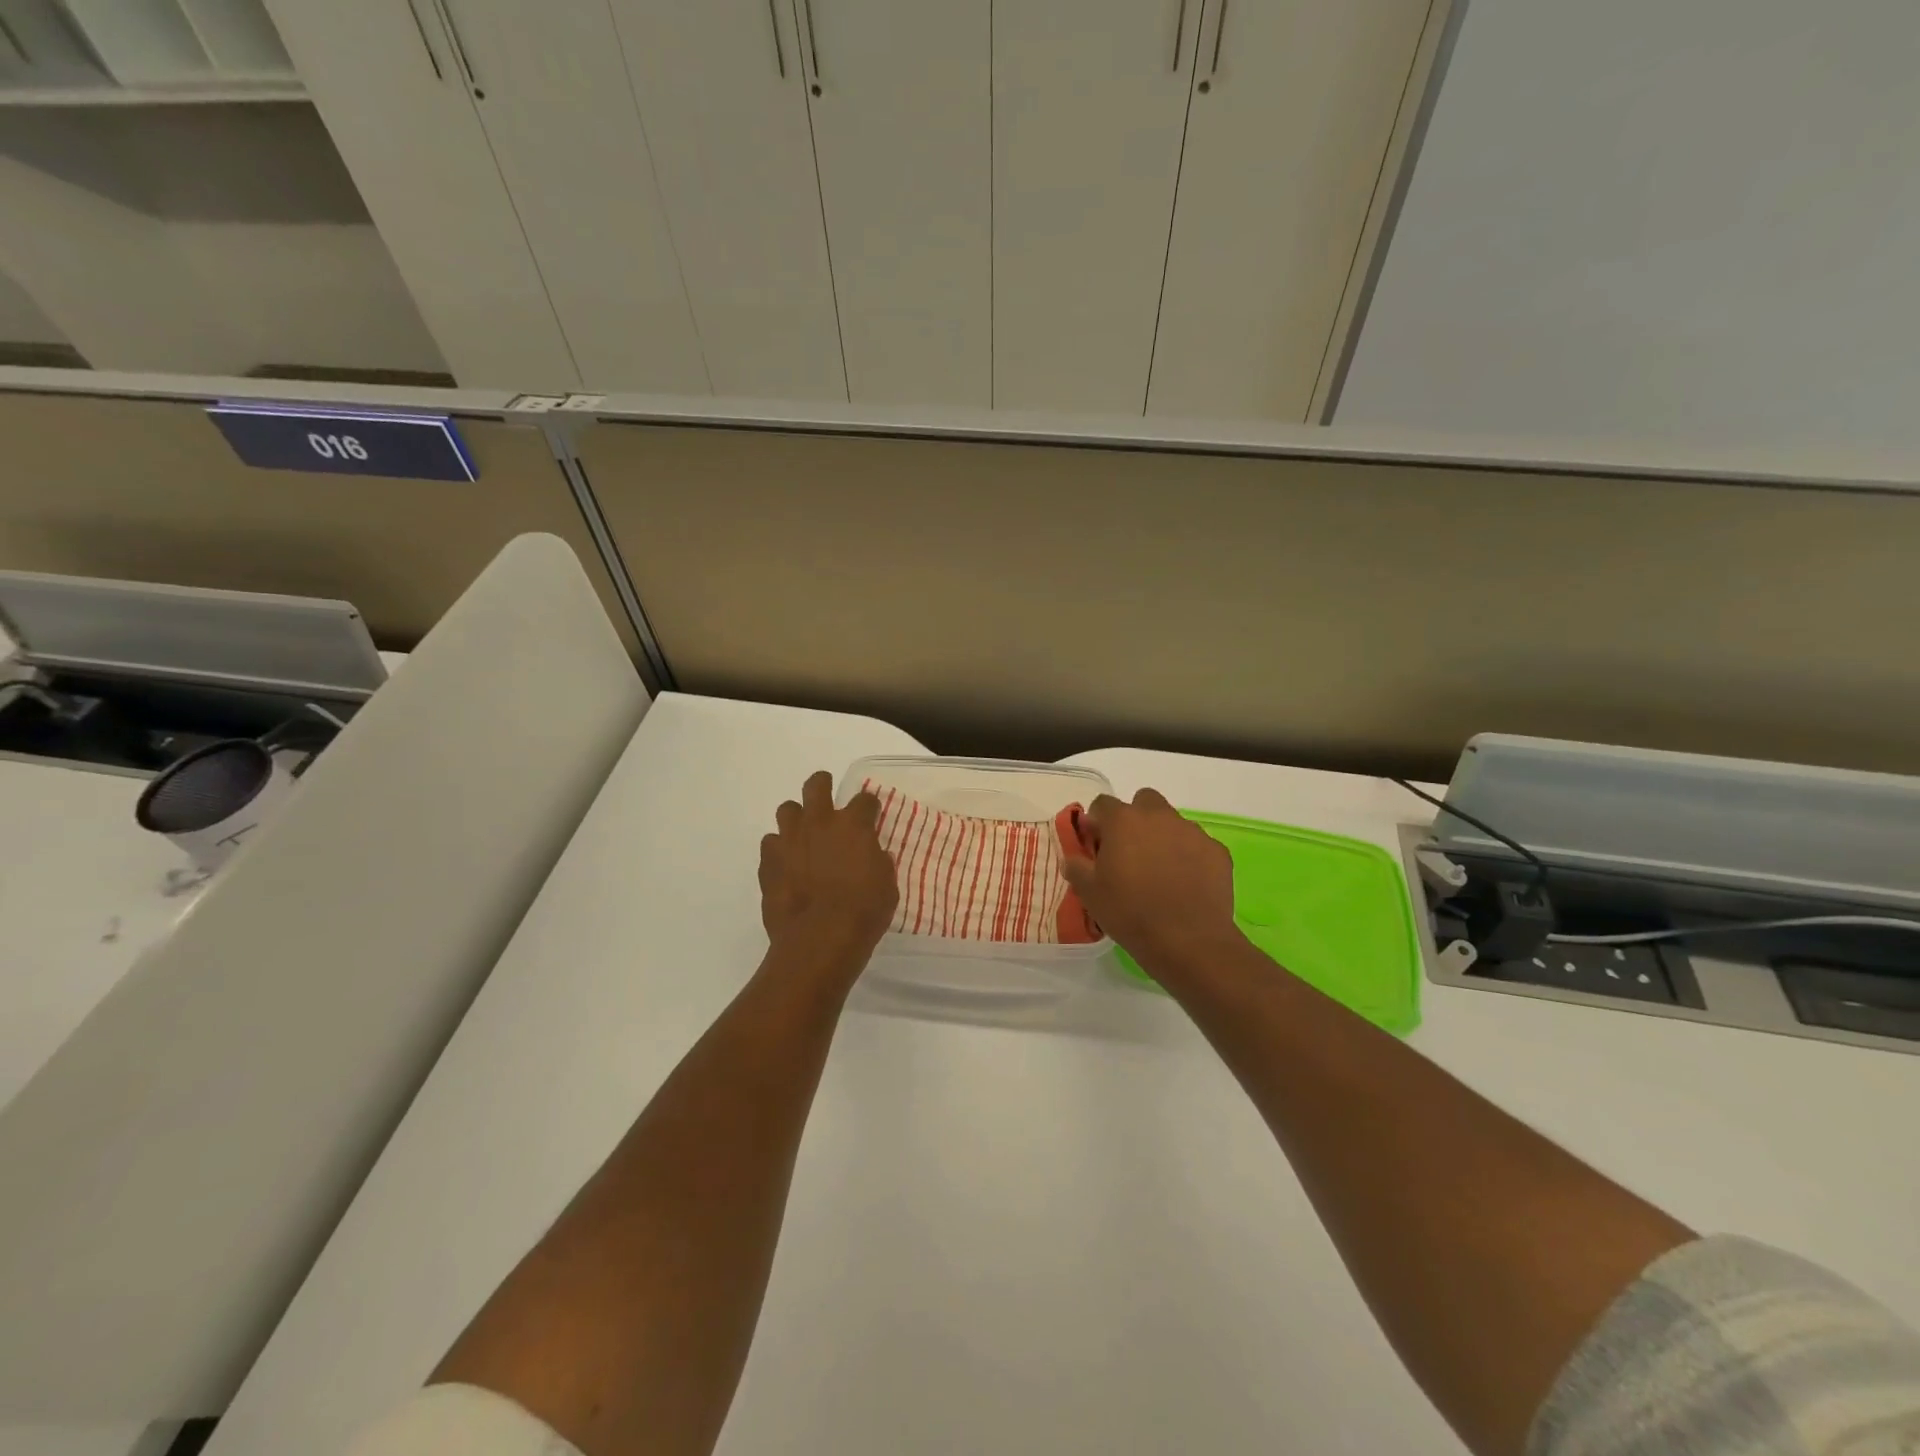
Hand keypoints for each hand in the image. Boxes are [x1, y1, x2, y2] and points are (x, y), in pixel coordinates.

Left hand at [759, 771, 898, 985]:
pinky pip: (770, 844)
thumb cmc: (863, 912)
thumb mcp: (887, 885)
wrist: (820, 939)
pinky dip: (779, 850)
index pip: (865, 799)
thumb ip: (879, 863)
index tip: (870, 815)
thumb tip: (874, 855)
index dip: (869, 806)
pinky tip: (786, 864)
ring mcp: (789, 839)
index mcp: (854, 825)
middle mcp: (819, 822)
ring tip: (802, 834)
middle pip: (816, 785)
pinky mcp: (768, 861)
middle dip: (822, 785)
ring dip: (796, 817)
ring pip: (786, 809)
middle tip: (826, 796)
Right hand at [1061, 788, 1241, 971]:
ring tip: (1161, 873)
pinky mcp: (1217, 851)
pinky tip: (1186, 884)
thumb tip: (1073, 859)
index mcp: (1123, 821)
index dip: (1097, 822)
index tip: (1097, 846)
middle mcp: (1159, 817)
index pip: (1103, 804)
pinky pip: (1197, 846)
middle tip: (1130, 851)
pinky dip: (1190, 857)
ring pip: (1173, 823)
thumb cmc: (1130, 913)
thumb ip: (1077, 868)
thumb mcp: (1090, 893)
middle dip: (1136, 819)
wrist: (1188, 940)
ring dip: (1163, 838)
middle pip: (1144, 801)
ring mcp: (1192, 832)